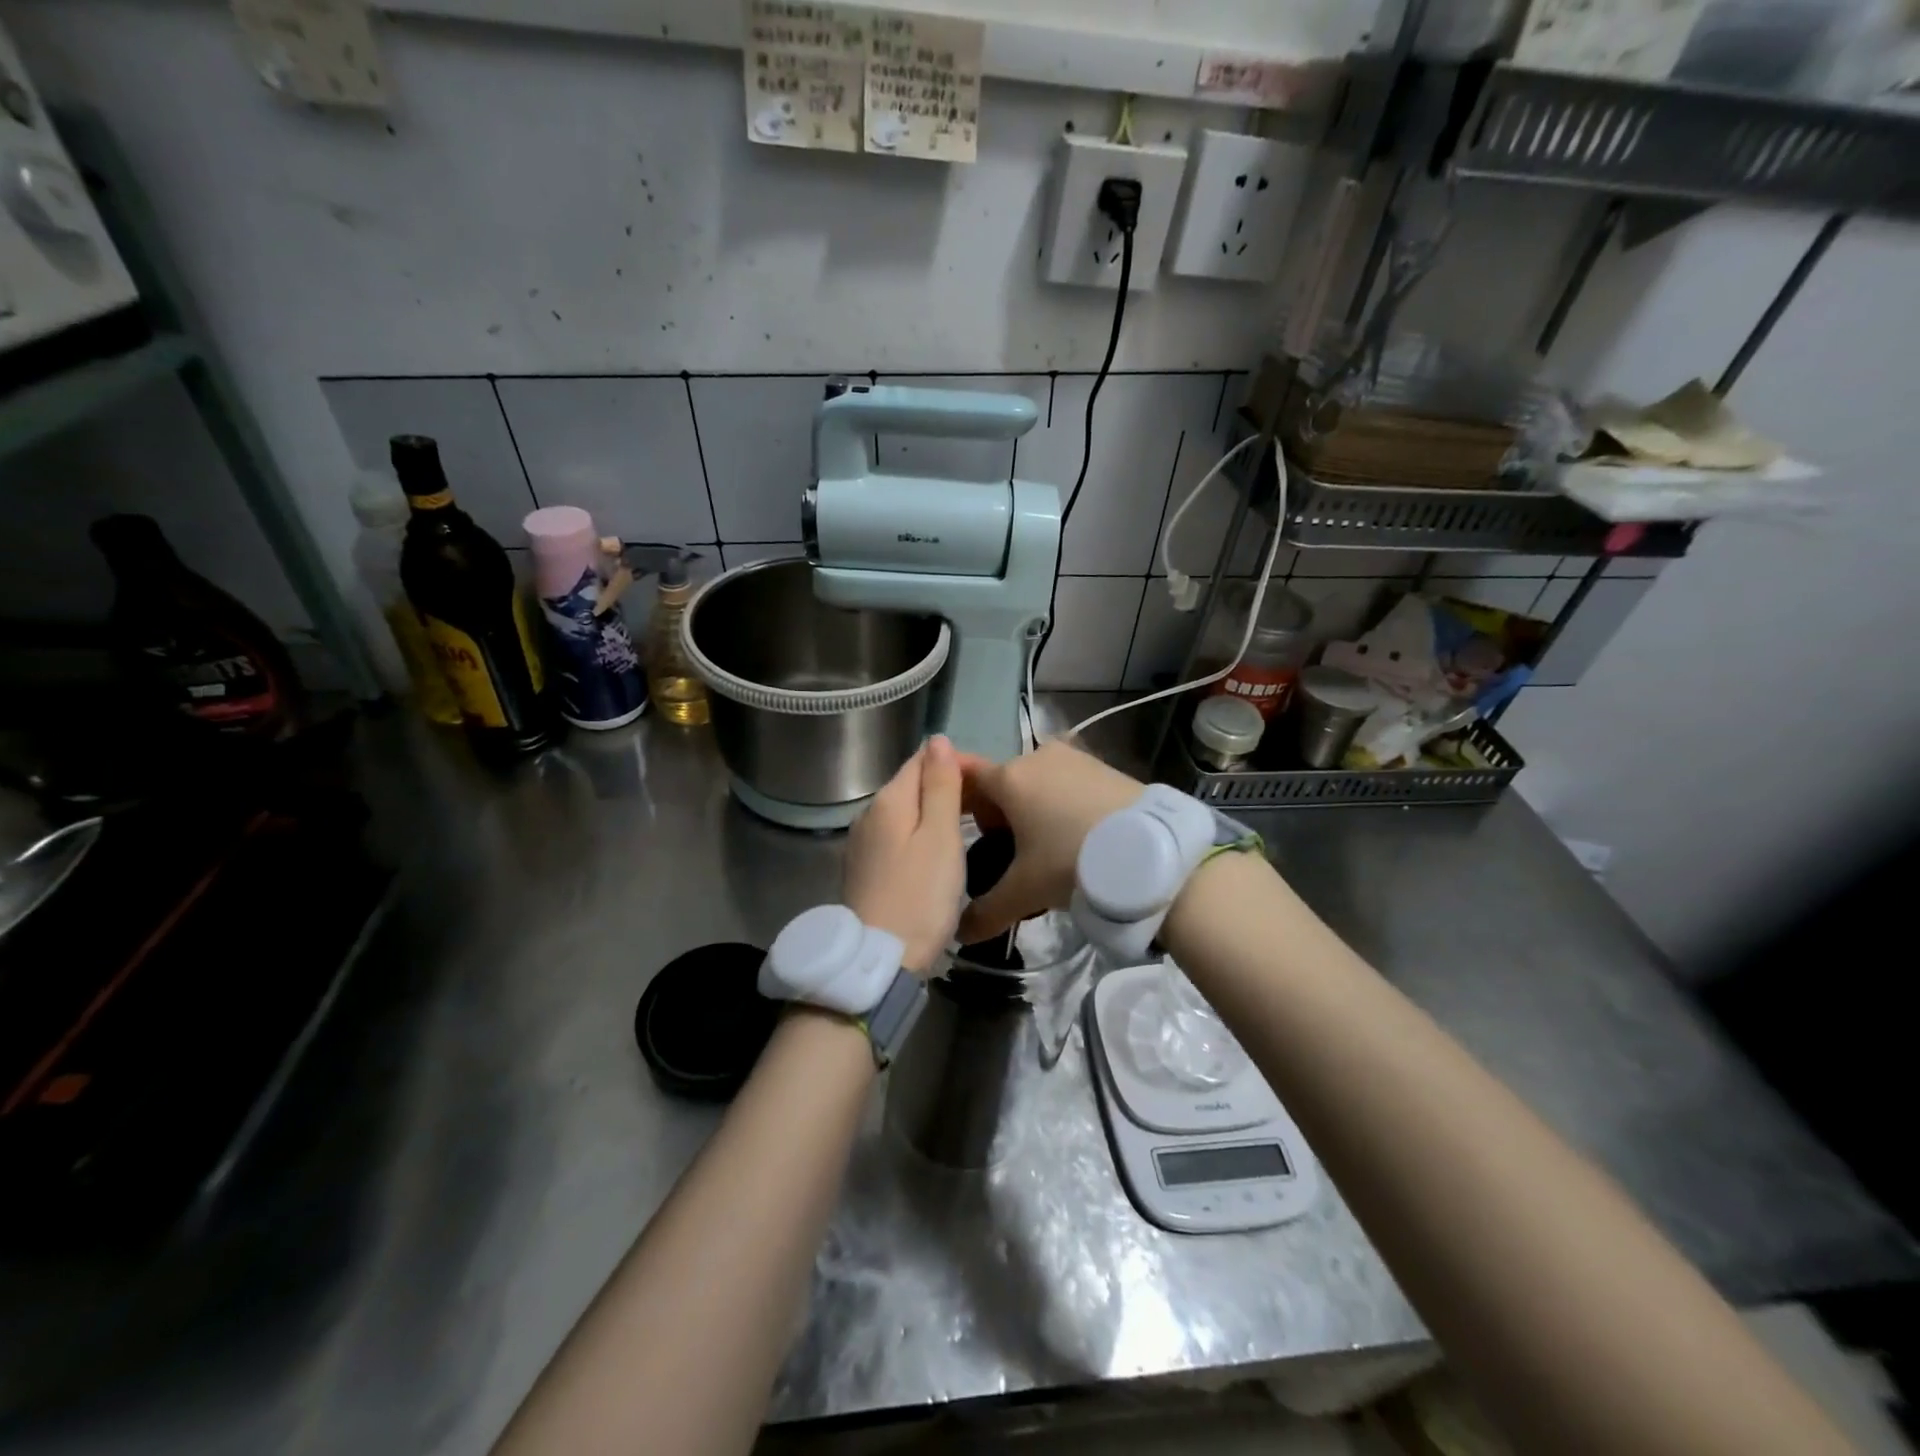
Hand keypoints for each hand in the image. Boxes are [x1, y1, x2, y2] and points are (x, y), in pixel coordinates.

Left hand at [843, 736, 965, 972]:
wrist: (878, 960)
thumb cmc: (920, 896)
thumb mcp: (940, 836)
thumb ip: (940, 786)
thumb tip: (938, 739)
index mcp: (888, 800)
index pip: (922, 759)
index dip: (956, 763)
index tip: (989, 784)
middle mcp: (868, 814)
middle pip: (911, 786)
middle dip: (946, 788)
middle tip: (986, 812)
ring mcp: (861, 844)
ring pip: (904, 814)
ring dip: (933, 814)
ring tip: (968, 832)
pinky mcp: (863, 870)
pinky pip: (896, 838)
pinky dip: (919, 838)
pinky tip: (936, 856)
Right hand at [954, 740, 1142, 943]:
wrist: (1152, 854)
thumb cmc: (1072, 862)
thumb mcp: (1024, 892)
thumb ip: (986, 911)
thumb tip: (959, 933)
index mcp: (1010, 777)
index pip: (965, 776)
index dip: (956, 800)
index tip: (958, 827)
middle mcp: (1037, 756)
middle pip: (1002, 782)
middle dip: (996, 814)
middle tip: (1006, 854)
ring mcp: (1074, 758)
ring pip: (1035, 781)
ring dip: (1029, 808)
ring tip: (1043, 849)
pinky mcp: (1103, 766)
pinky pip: (1066, 782)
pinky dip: (1059, 803)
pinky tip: (1074, 836)